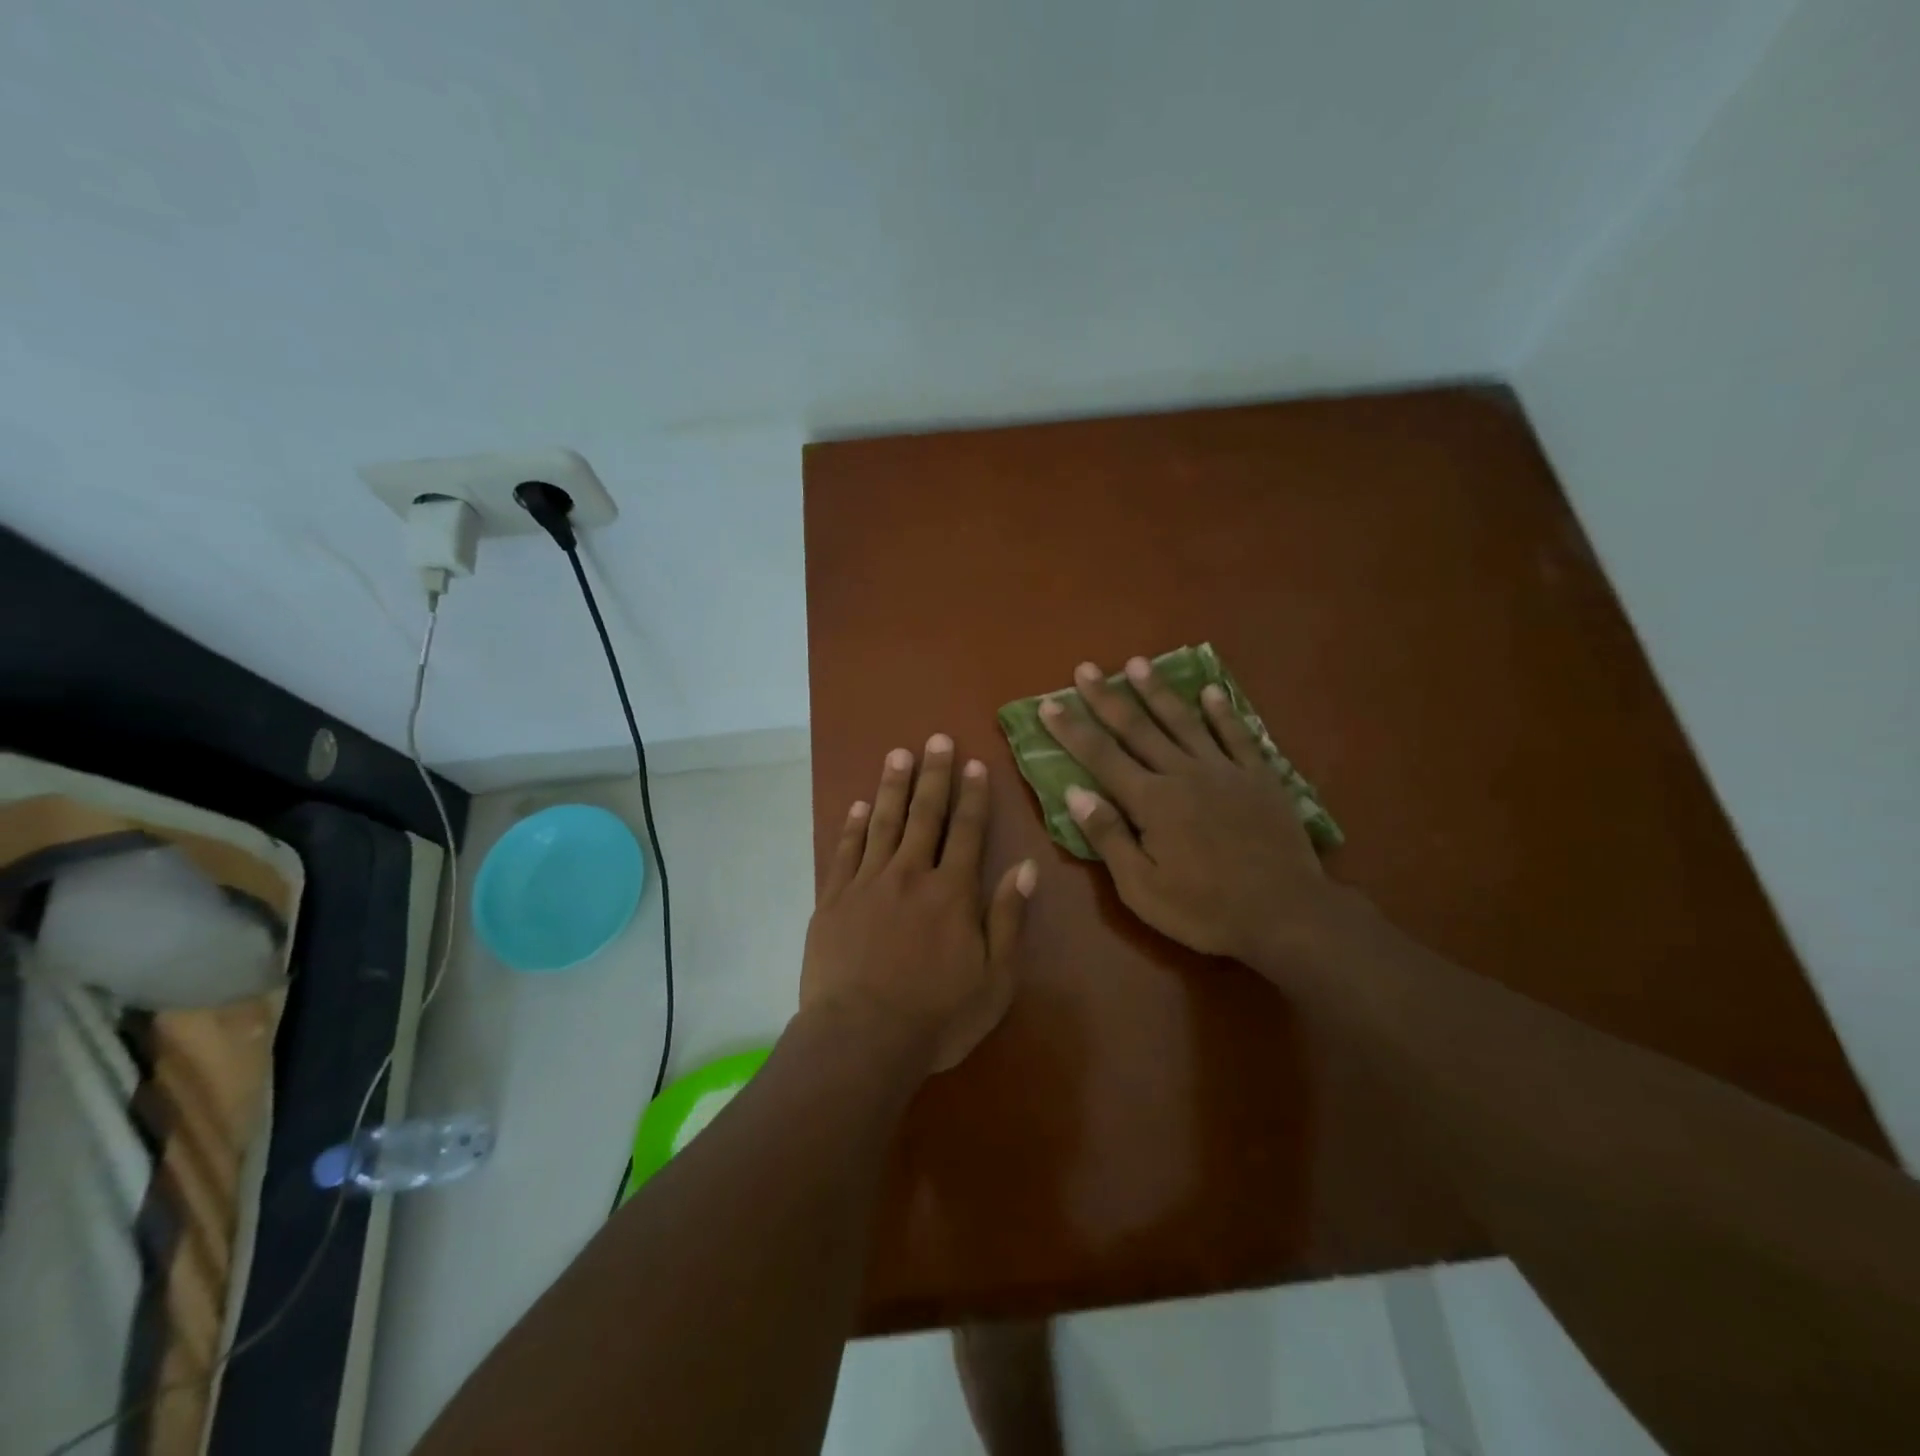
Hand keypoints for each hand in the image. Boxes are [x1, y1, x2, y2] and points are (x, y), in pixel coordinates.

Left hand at [801, 735, 1037, 1073]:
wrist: (861, 1039)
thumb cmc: (937, 1017)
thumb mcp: (994, 979)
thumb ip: (1008, 918)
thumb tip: (1025, 867)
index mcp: (952, 892)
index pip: (967, 832)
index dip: (973, 796)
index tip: (974, 764)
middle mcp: (911, 875)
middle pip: (925, 815)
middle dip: (933, 775)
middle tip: (936, 739)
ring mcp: (867, 883)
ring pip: (883, 823)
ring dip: (893, 786)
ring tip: (898, 754)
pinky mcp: (833, 899)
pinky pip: (845, 851)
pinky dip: (853, 825)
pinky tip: (859, 805)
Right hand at [1039, 657, 1339, 971]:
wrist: (1287, 914)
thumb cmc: (1205, 909)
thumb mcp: (1142, 888)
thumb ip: (1108, 837)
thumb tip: (1074, 792)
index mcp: (1151, 801)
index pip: (1101, 756)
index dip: (1072, 729)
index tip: (1048, 703)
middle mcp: (1184, 774)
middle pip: (1138, 728)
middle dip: (1107, 698)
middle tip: (1086, 668)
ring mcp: (1225, 771)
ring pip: (1184, 721)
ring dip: (1158, 691)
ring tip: (1138, 663)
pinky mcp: (1260, 778)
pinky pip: (1238, 735)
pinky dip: (1223, 712)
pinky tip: (1211, 691)